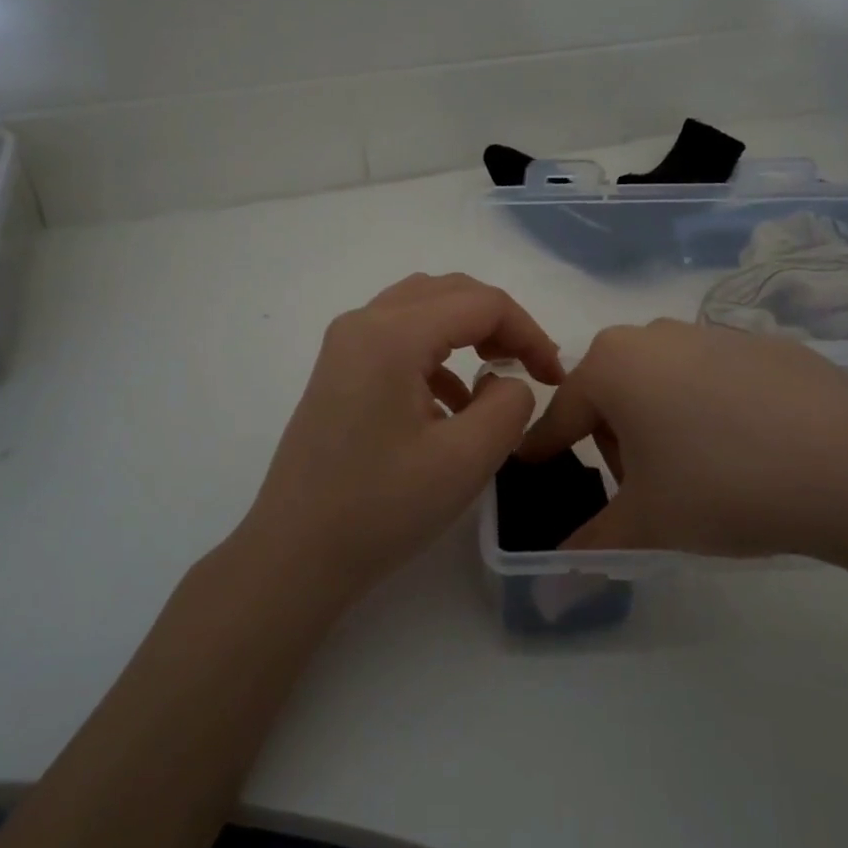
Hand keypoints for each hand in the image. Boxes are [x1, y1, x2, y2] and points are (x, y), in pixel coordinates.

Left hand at [240, 273, 563, 597]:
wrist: (294, 555)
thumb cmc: (380, 509)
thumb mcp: (465, 460)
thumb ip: (509, 405)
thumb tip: (509, 381)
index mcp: (392, 335)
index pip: (481, 304)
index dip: (528, 332)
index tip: (554, 375)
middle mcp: (363, 323)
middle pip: (450, 293)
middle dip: (499, 323)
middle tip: (531, 365)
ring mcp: (344, 345)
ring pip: (422, 309)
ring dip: (467, 333)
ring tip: (496, 378)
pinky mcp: (338, 371)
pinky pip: (398, 339)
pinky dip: (436, 355)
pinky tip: (451, 404)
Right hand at [517, 319, 847, 578]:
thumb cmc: (723, 485)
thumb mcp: (647, 525)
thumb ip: (590, 547)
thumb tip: (550, 588)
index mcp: (611, 365)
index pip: (560, 418)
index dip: (544, 454)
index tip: (535, 476)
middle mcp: (653, 336)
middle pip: (611, 396)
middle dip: (615, 445)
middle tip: (645, 493)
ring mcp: (711, 333)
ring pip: (661, 384)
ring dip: (660, 426)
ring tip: (699, 476)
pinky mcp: (761, 344)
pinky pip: (712, 380)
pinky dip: (710, 412)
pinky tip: (749, 451)